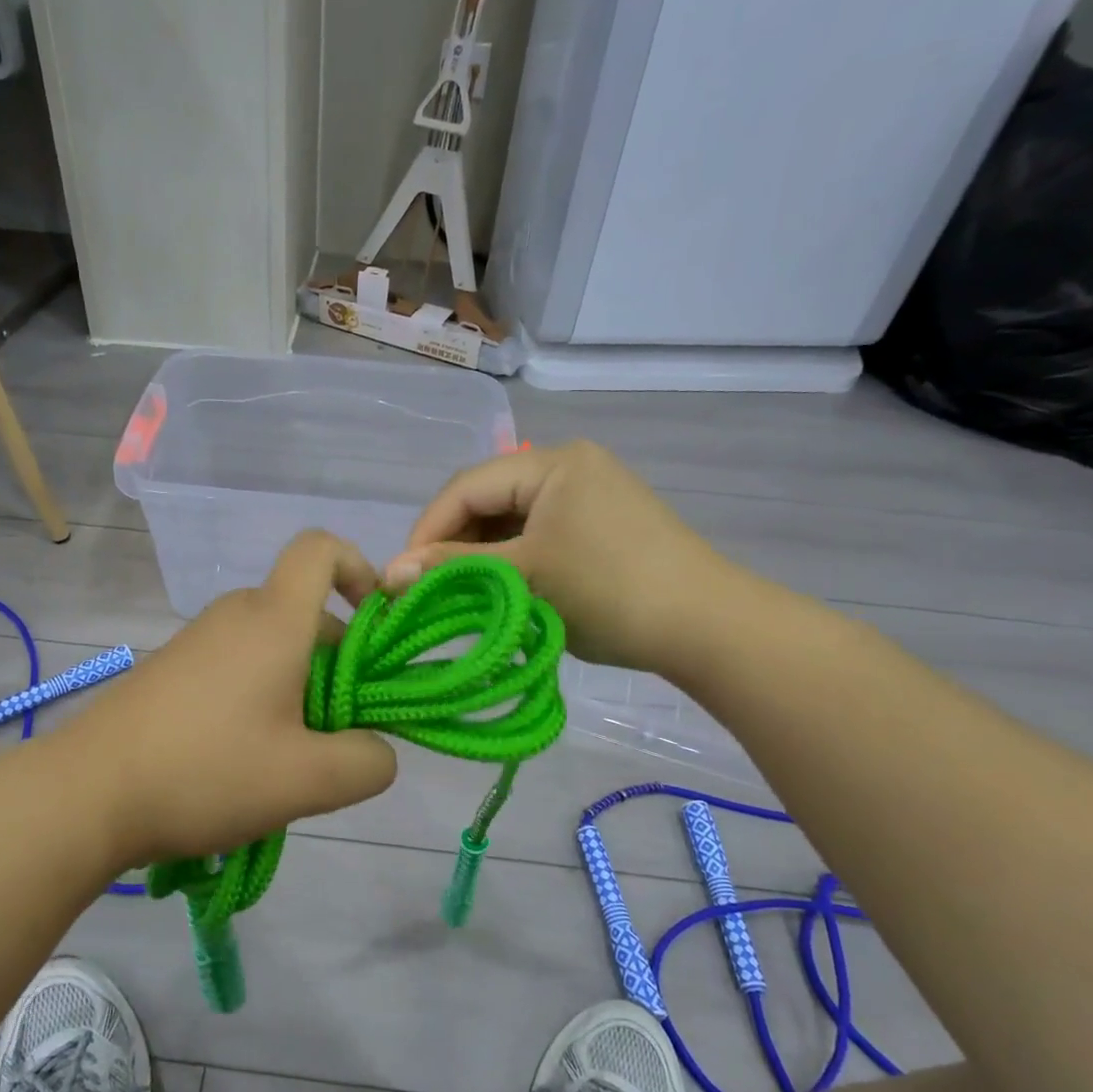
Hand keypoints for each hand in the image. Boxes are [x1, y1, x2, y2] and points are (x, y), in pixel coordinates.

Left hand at [53, 530, 398, 869]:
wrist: (86, 794)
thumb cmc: (206, 771)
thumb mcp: (308, 781)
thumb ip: (368, 761)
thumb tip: (377, 748)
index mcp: (274, 620)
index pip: (321, 548)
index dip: (359, 569)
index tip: (374, 623)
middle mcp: (235, 615)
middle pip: (305, 611)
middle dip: (338, 662)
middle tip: (338, 730)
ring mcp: (197, 642)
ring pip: (271, 646)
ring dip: (299, 689)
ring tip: (290, 758)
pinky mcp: (172, 670)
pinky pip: (236, 666)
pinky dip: (260, 698)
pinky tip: (243, 760)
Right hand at [383, 441, 744, 673]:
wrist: (707, 627)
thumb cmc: (609, 591)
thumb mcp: (523, 576)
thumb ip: (452, 568)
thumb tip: (385, 573)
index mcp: (553, 464)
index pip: (466, 486)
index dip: (426, 530)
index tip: (398, 575)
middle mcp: (570, 467)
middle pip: (488, 500)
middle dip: (451, 544)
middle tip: (425, 589)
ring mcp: (589, 496)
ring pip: (511, 521)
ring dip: (480, 556)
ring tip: (457, 594)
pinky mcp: (600, 526)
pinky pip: (538, 535)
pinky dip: (511, 561)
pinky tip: (498, 591)